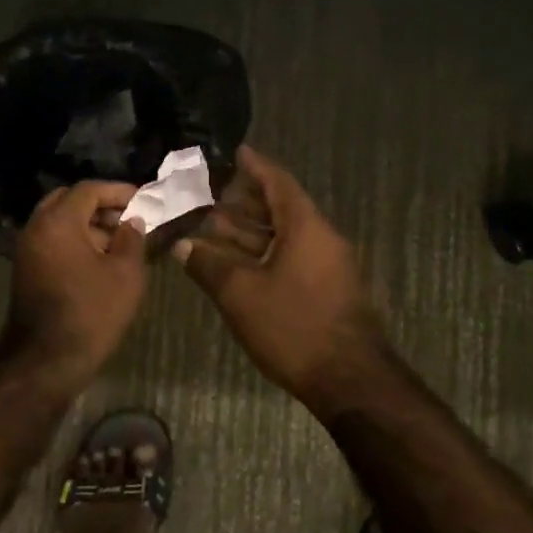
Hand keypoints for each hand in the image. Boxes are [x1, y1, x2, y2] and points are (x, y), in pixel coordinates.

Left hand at [4, 180, 147, 372]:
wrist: (46, 361)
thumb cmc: (91, 312)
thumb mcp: (125, 273)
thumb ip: (132, 238)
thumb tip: (132, 221)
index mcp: (58, 221)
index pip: (88, 189)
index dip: (118, 191)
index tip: (143, 199)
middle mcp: (36, 228)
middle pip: (68, 201)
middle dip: (100, 205)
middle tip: (128, 217)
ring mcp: (27, 250)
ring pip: (59, 222)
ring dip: (88, 224)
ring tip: (120, 242)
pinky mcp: (26, 270)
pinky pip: (52, 241)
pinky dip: (75, 241)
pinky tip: (100, 260)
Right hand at [176, 147, 384, 397]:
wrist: (350, 380)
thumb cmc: (294, 326)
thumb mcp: (241, 294)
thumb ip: (208, 265)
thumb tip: (182, 245)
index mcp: (305, 226)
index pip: (278, 182)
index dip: (255, 166)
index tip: (235, 152)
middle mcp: (320, 238)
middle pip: (280, 208)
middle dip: (244, 201)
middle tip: (209, 193)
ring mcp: (327, 265)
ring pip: (284, 235)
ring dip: (250, 231)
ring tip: (212, 225)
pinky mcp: (326, 289)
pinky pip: (291, 256)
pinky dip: (263, 253)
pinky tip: (235, 263)